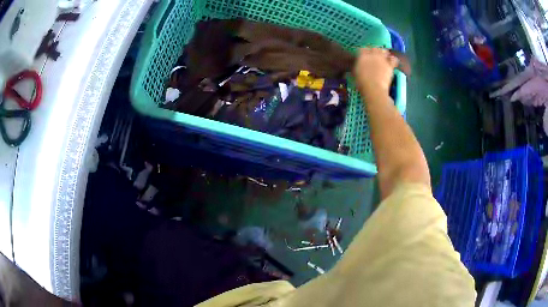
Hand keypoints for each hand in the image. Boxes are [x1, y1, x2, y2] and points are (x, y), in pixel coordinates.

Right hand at [353, 48, 398, 99]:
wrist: (374, 88)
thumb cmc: (362, 83)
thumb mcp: (355, 73)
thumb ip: (358, 66)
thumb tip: (359, 64)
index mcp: (362, 56)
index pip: (362, 49)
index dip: (363, 52)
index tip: (364, 55)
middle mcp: (372, 55)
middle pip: (374, 48)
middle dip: (374, 51)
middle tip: (374, 56)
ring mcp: (382, 59)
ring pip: (384, 51)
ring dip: (383, 53)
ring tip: (383, 56)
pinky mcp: (389, 65)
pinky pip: (393, 59)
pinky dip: (393, 59)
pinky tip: (392, 60)